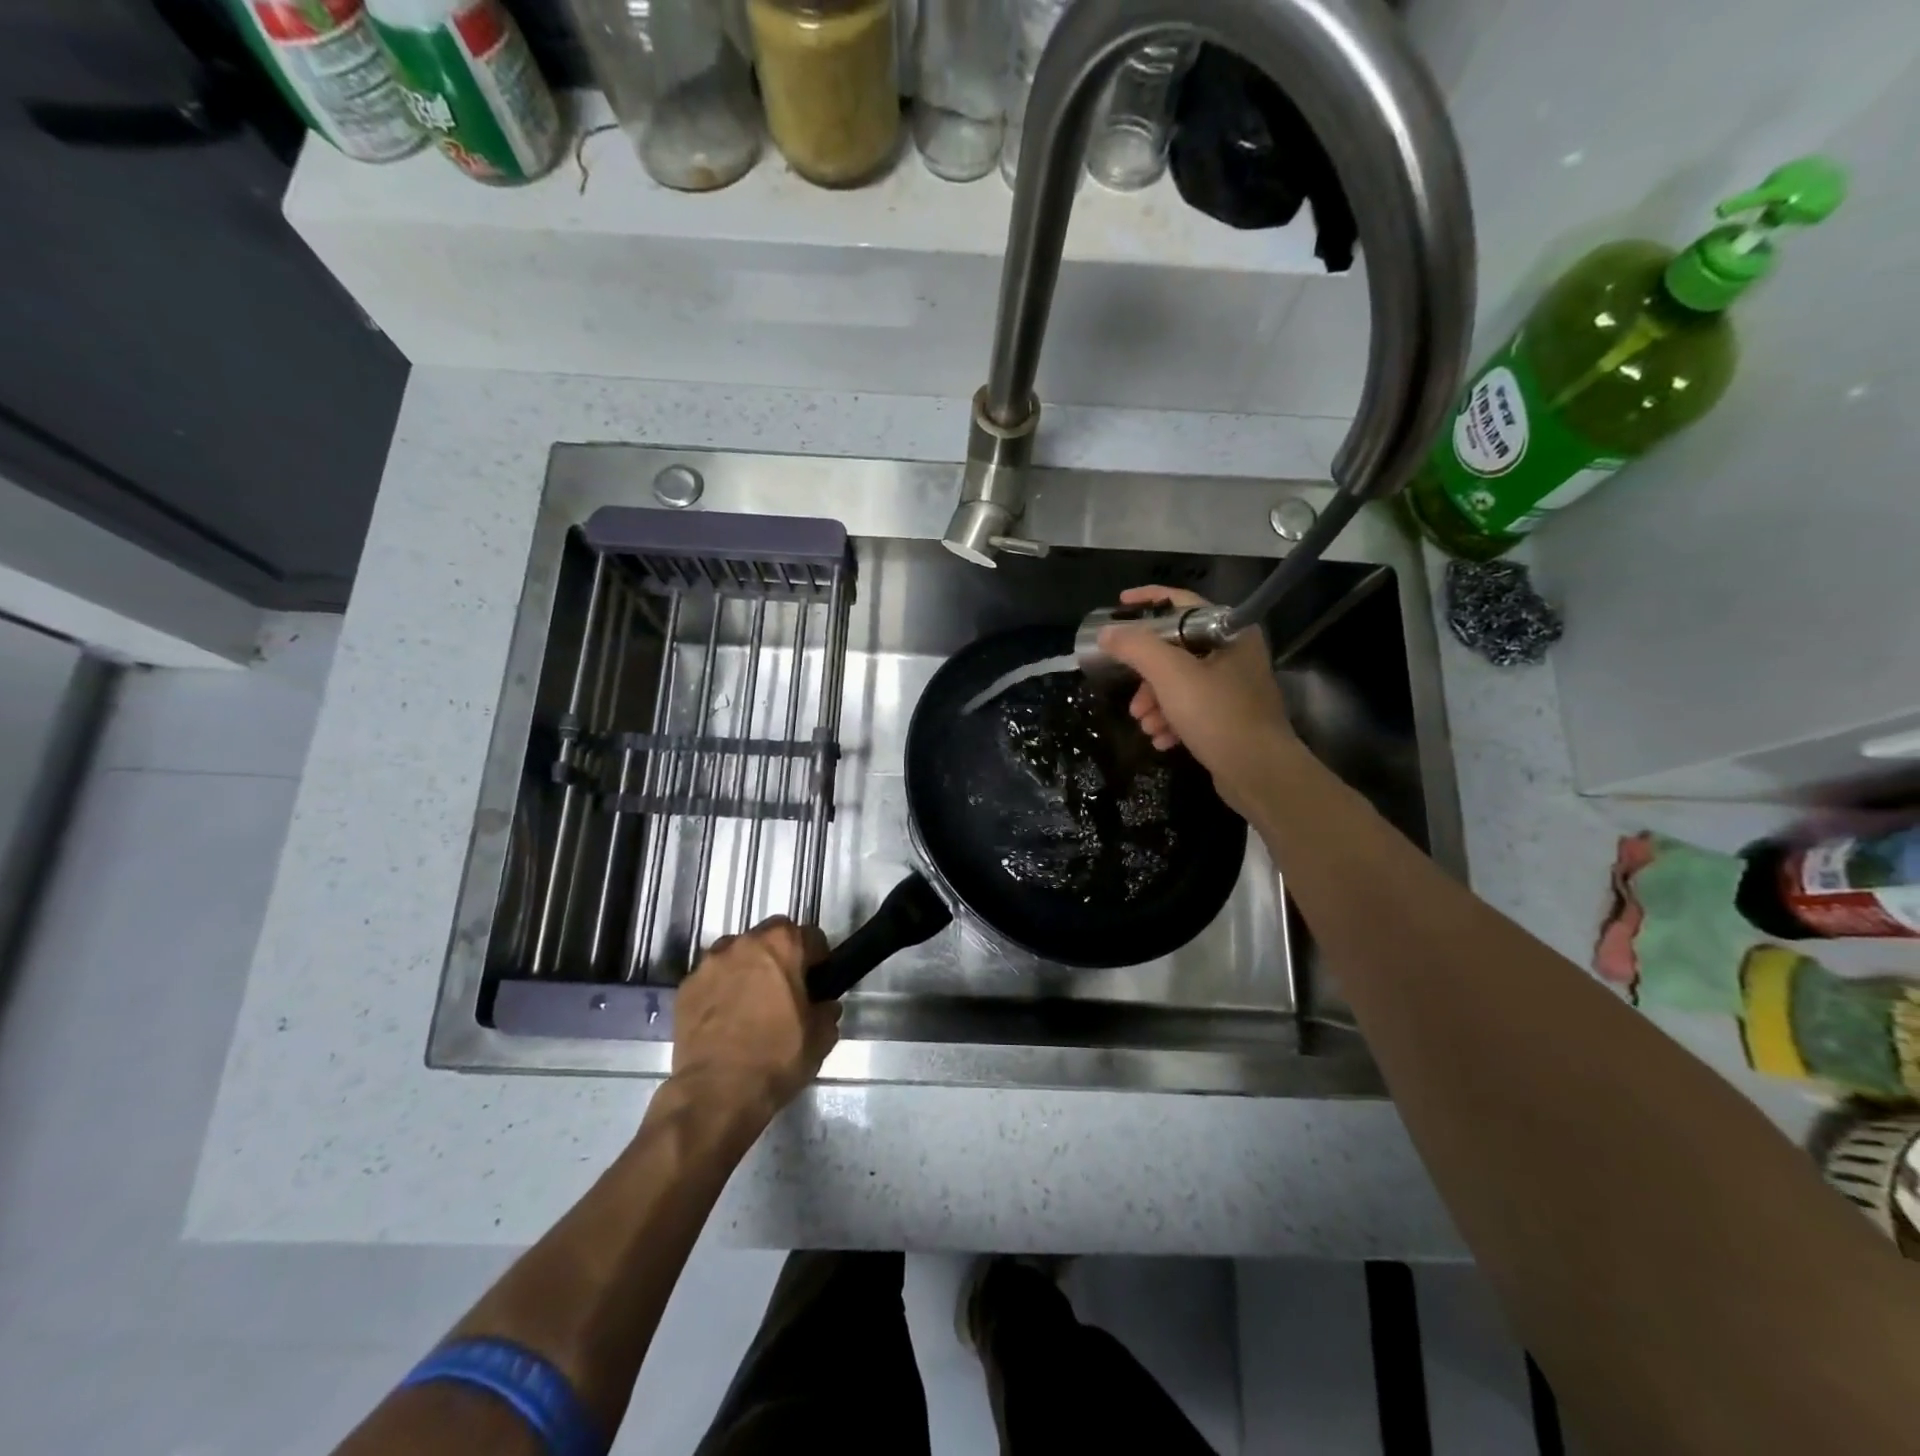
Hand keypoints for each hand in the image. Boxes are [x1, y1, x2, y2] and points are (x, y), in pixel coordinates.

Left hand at [670, 917, 839, 1125]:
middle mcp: (744, 943)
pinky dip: (720, 990)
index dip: (818, 959)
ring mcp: (709, 963)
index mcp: (782, 944)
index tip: (817, 981)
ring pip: (736, 954)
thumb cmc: (777, 1057)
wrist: (716, 1094)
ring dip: (747, 969)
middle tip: (785, 990)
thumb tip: (823, 1005)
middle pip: (770, 937)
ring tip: (751, 1004)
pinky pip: (711, 979)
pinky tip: (726, 1020)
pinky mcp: (685, 988)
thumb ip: (826, 1011)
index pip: (810, 936)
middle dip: (780, 957)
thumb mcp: (821, 1037)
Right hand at [1098, 586, 1297, 819]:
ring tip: (1144, 724)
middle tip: (1131, 694)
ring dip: (1155, 702)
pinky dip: (1172, 719)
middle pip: (1177, 649)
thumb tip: (1107, 632)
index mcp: (1229, 632)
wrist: (1259, 772)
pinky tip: (1162, 739)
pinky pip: (1192, 708)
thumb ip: (1136, 648)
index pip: (1183, 602)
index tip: (1118, 607)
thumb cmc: (1217, 714)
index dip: (1148, 600)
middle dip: (1147, 673)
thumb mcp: (1170, 676)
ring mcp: (1234, 687)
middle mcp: (1235, 654)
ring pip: (1181, 682)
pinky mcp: (1231, 717)